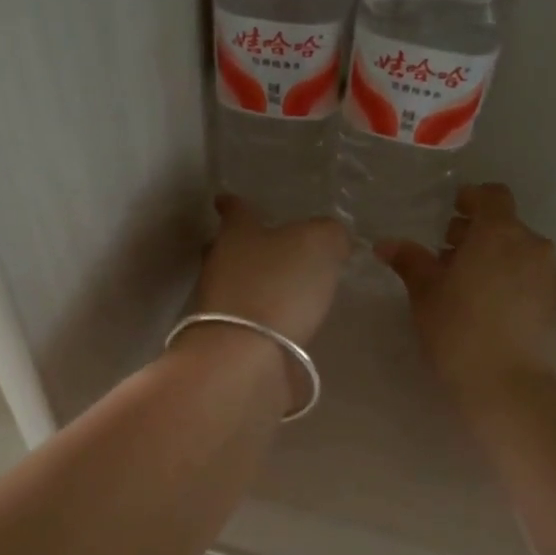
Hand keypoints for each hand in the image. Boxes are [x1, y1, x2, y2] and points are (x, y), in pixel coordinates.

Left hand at [196, 195, 348, 346]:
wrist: (247, 357)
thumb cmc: (279, 285)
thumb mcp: (319, 244)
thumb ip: (330, 235)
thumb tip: (333, 240)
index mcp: (237, 235)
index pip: (236, 212)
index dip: (234, 204)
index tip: (223, 198)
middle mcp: (222, 267)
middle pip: (227, 251)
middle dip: (241, 247)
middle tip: (260, 246)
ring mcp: (222, 308)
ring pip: (237, 287)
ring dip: (257, 285)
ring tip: (286, 287)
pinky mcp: (233, 342)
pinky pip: (252, 321)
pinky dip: (267, 319)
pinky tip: (288, 322)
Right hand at [377, 183, 555, 402]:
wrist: (508, 384)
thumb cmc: (458, 330)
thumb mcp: (425, 294)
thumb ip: (410, 261)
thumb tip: (386, 244)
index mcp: (499, 233)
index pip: (492, 196)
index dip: (472, 198)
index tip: (452, 212)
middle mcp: (531, 245)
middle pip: (505, 225)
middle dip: (477, 233)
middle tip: (448, 256)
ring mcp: (549, 274)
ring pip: (519, 252)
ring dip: (494, 257)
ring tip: (467, 285)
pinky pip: (530, 277)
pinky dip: (510, 279)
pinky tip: (489, 307)